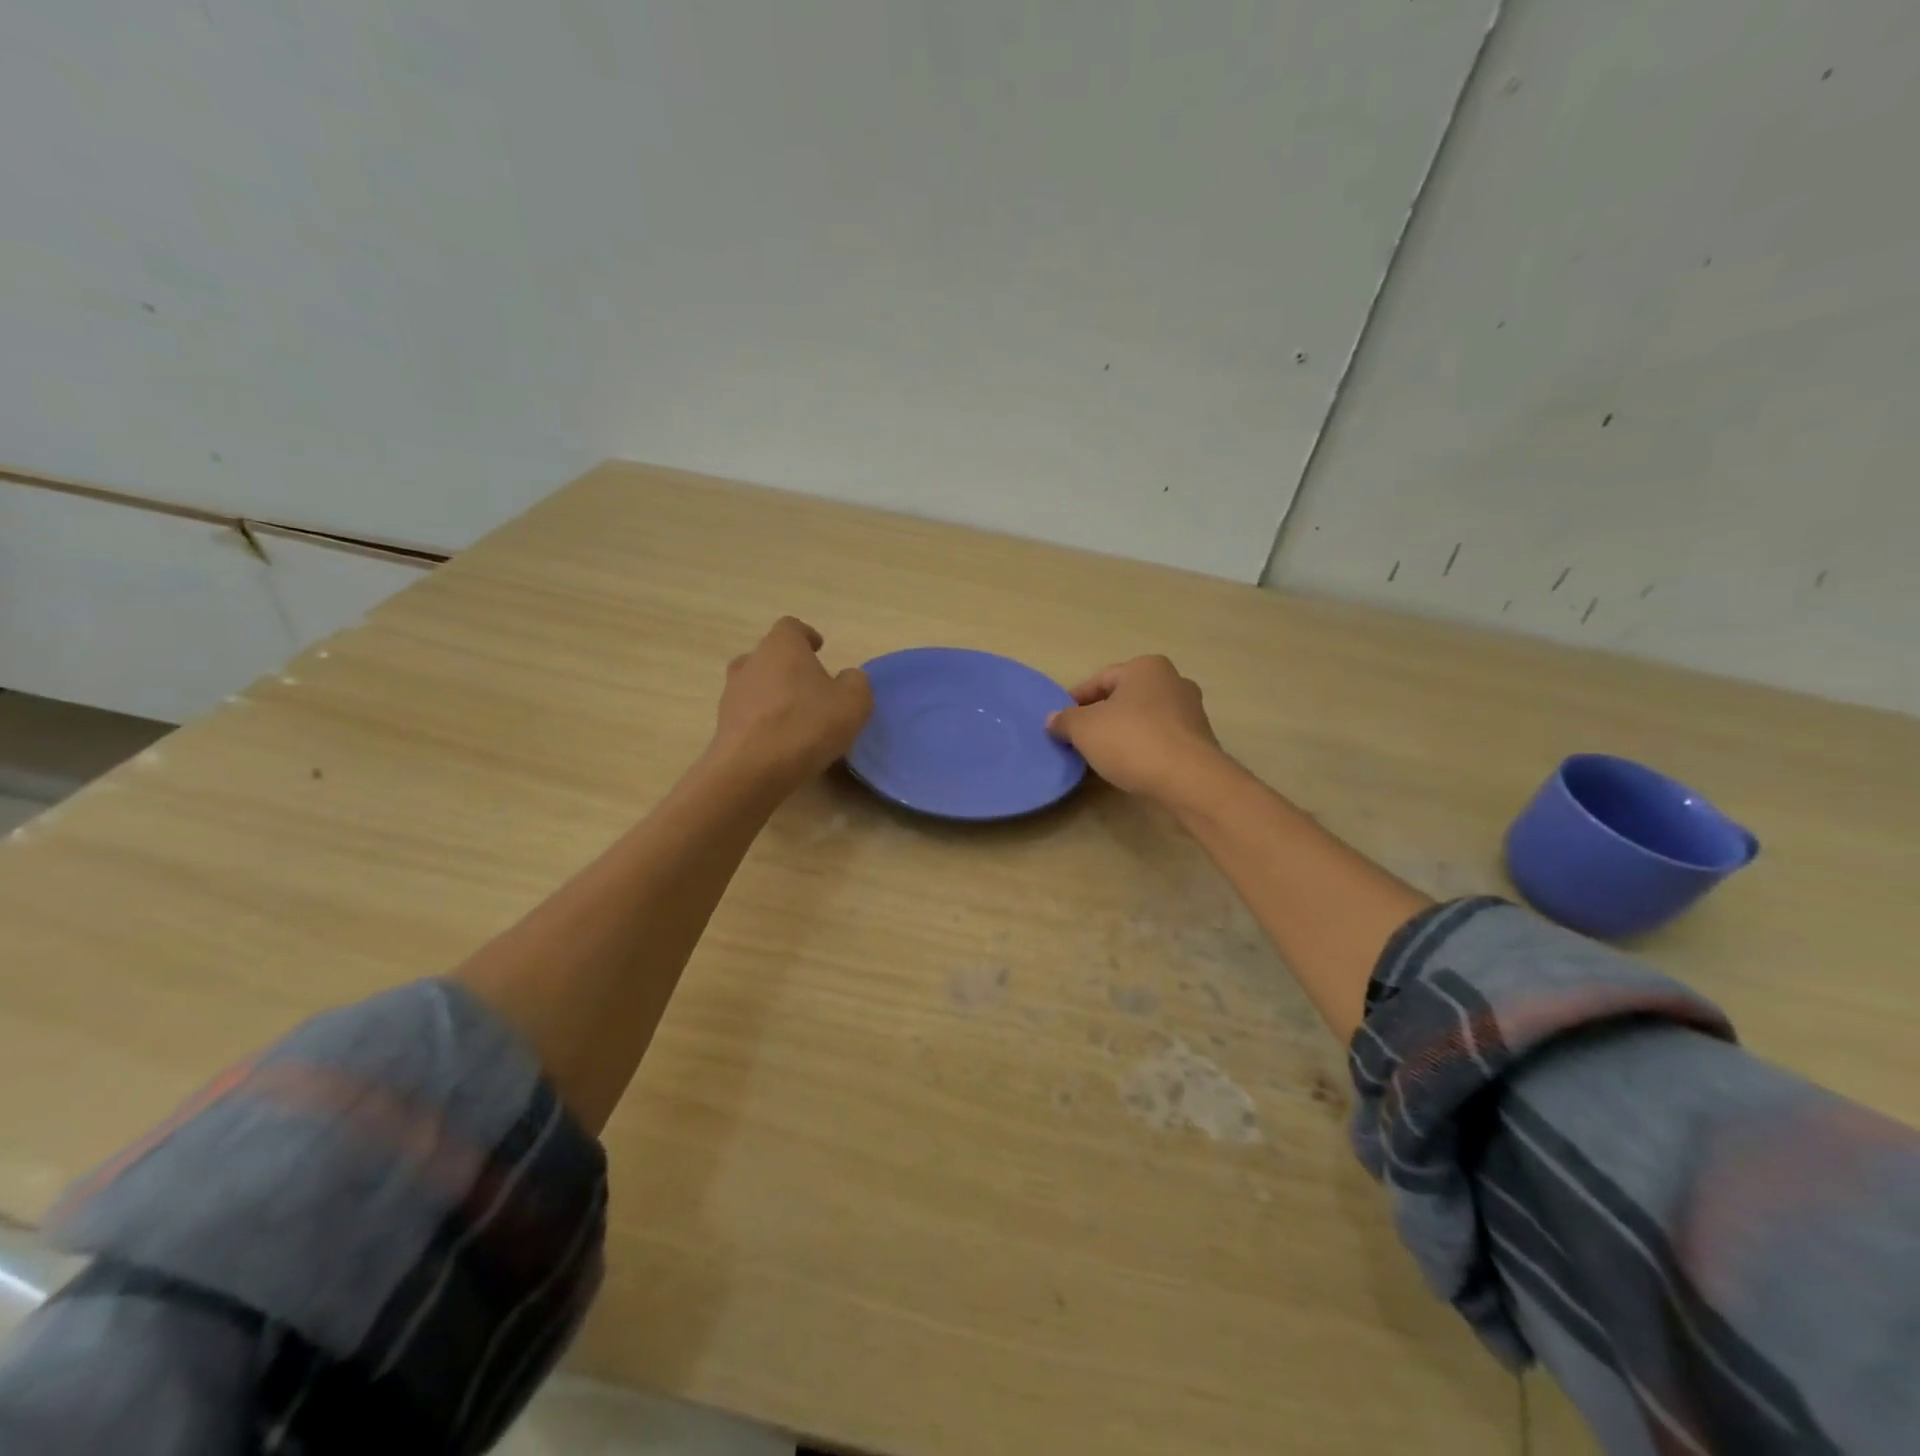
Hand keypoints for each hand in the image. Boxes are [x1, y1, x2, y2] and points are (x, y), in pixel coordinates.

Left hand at [712, 617, 872, 789]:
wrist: (752, 770)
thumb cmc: (807, 725)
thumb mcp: (854, 702)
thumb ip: (856, 682)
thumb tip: (847, 679)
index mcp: (781, 646)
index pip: (791, 627)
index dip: (806, 636)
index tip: (819, 650)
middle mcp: (751, 662)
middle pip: (770, 655)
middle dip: (790, 667)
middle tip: (812, 688)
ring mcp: (732, 693)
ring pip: (756, 684)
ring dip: (774, 694)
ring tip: (796, 717)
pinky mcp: (724, 725)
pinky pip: (748, 714)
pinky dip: (763, 721)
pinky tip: (781, 741)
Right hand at [1046, 655, 1224, 803]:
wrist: (1189, 780)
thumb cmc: (1132, 741)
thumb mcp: (1084, 729)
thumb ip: (1065, 720)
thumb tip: (1053, 720)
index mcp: (1146, 667)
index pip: (1101, 679)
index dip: (1076, 700)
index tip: (1061, 722)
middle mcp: (1173, 681)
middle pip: (1124, 698)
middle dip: (1100, 716)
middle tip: (1079, 739)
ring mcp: (1191, 712)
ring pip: (1143, 719)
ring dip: (1121, 733)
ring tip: (1100, 756)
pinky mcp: (1199, 741)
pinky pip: (1159, 739)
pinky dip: (1142, 749)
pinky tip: (1128, 767)